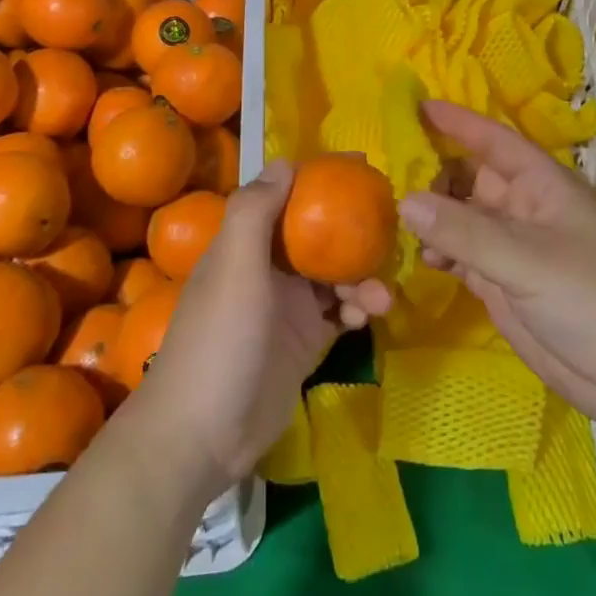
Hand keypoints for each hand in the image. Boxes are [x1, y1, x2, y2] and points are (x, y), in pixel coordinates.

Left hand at [132, 162, 390, 491]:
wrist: (203, 435)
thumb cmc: (220, 339)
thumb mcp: (234, 267)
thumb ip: (256, 211)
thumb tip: (286, 161)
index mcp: (247, 243)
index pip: (287, 197)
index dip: (320, 181)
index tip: (361, 169)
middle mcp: (269, 268)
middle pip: (319, 235)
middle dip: (353, 232)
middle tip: (392, 230)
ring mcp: (289, 306)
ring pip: (336, 275)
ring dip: (361, 277)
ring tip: (380, 297)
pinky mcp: (305, 342)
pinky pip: (341, 312)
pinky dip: (358, 309)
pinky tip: (369, 317)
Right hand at [402, 100, 595, 434]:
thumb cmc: (589, 297)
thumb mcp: (525, 258)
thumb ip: (463, 232)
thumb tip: (405, 201)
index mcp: (541, 185)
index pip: (494, 141)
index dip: (459, 122)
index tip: (417, 107)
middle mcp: (524, 209)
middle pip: (471, 178)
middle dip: (434, 174)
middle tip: (387, 176)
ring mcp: (512, 248)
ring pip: (462, 218)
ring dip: (431, 217)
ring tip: (392, 218)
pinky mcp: (503, 283)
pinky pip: (461, 255)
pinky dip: (438, 253)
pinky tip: (417, 258)